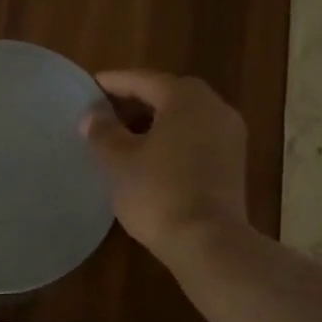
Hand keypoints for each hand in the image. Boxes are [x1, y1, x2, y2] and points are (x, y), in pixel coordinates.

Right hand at [83, 71, 250, 260]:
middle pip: (168, 95)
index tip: (89, 86)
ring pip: (184, 119)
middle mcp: (214, 108)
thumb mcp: (119, 161)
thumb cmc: (158, 192)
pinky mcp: (232, 164)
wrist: (208, 241)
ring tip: (123, 137)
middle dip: (135, 101)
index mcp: (185, 98)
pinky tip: (149, 159)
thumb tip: (92, 115)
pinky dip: (172, 141)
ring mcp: (229, 136)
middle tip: (104, 112)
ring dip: (154, 123)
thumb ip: (103, 132)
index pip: (143, 80)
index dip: (113, 82)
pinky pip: (196, 139)